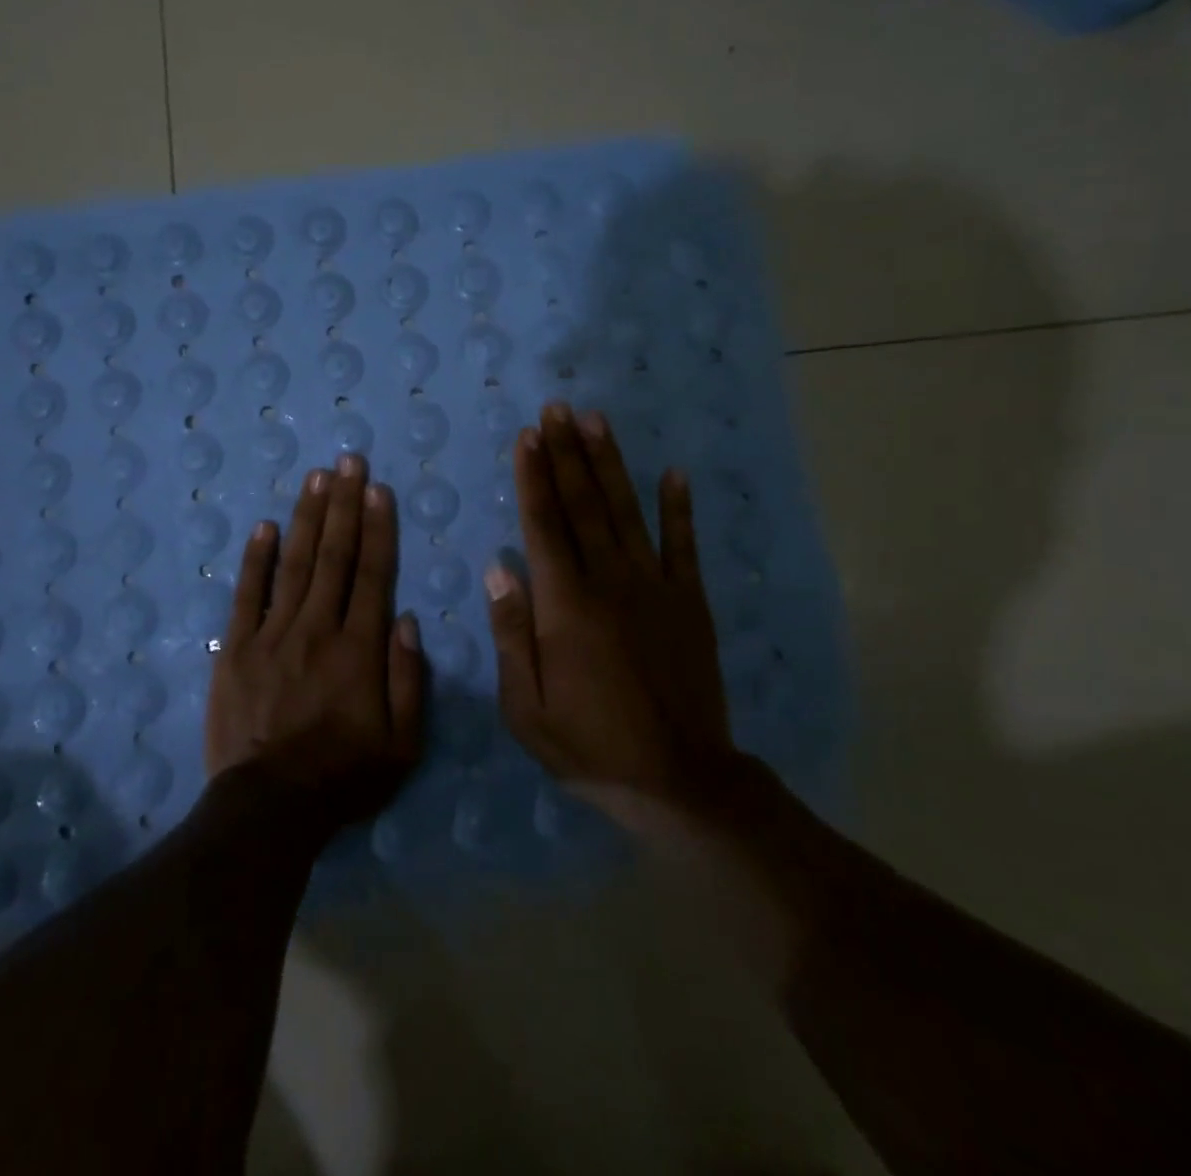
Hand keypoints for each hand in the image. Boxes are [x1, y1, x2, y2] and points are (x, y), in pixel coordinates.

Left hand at [207, 454, 424, 829]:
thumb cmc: (343, 777)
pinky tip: (265, 526)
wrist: (268, 808)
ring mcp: (271, 635)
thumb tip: (405, 618)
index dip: (377, 528)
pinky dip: (256, 559)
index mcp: (359, 649)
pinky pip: (247, 594)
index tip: (379, 490)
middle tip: (348, 461)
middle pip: (333, 556)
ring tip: (316, 478)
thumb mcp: (402, 745)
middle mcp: (317, 629)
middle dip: (344, 505)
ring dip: (307, 517)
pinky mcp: (235, 649)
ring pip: (294, 564)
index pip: (372, 574)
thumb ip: (409, 679)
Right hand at [488, 403, 750, 820]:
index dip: (533, 477)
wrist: (679, 780)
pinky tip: (674, 473)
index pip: (543, 526)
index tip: (527, 437)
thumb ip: (512, 634)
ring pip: (627, 513)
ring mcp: (655, 588)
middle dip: (567, 454)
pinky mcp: (690, 603)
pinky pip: (684, 546)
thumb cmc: (590, 745)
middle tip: (556, 409)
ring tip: (596, 421)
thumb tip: (499, 569)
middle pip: (583, 505)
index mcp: (565, 606)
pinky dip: (679, 508)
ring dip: (610, 464)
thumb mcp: (526, 707)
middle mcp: (610, 582)